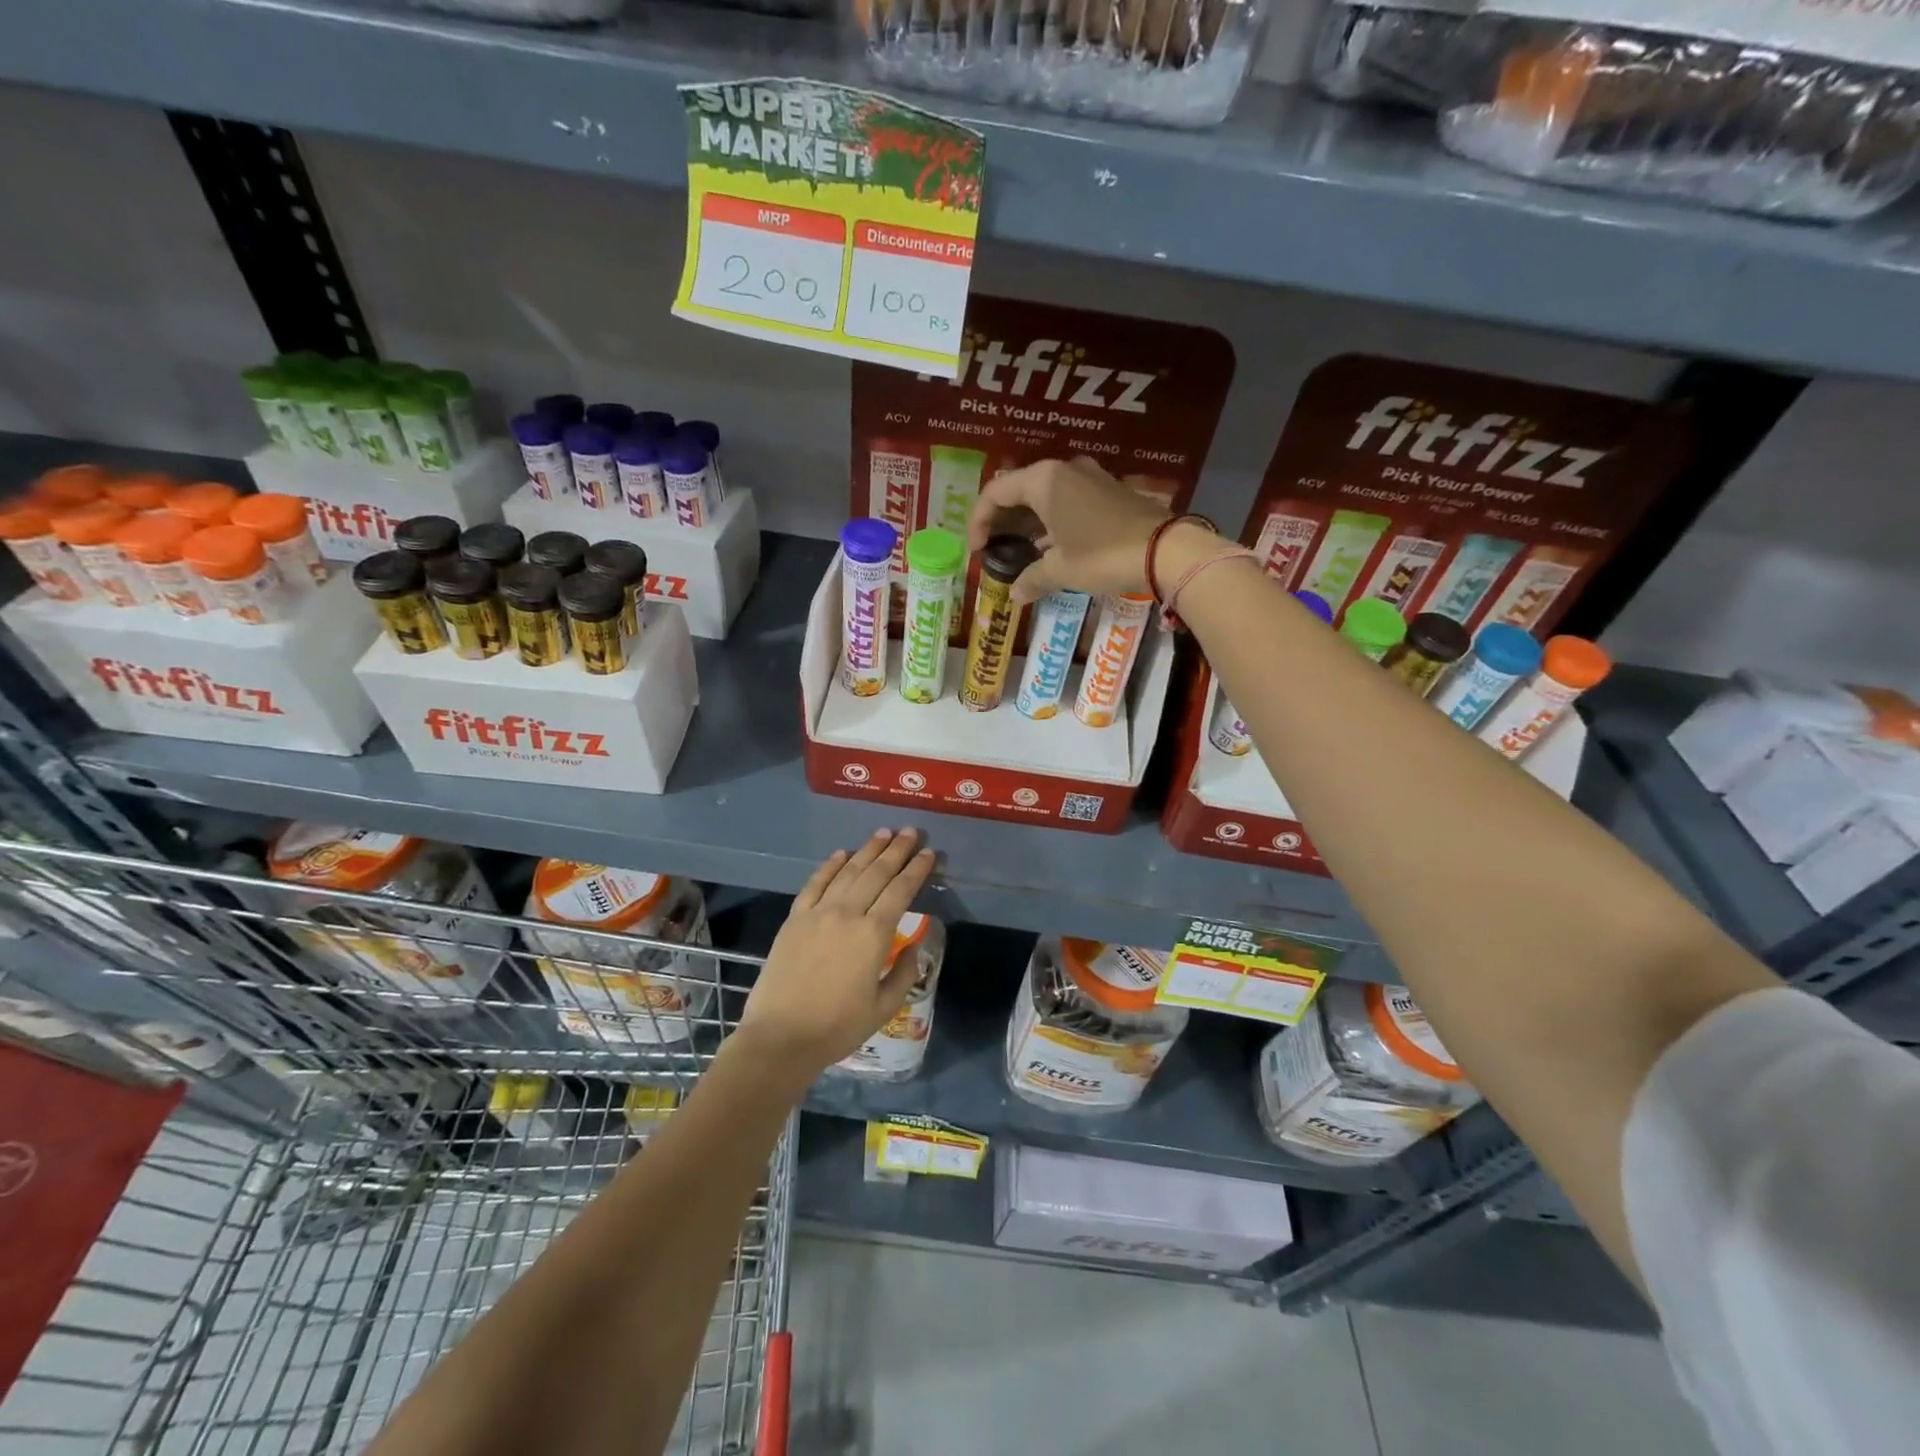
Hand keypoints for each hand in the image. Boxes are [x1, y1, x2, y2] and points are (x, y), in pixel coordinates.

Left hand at [736, 829, 934, 1078]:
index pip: (901, 891)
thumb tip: (914, 946)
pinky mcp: (795, 918)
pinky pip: (815, 883)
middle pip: (876, 873)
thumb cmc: (838, 1027)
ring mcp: (818, 913)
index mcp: (874, 935)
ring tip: (883, 833)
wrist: (781, 1037)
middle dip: (896, 850)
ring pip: (848, 871)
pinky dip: (830, 865)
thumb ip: (904, 972)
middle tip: (910, 831)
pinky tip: (842, 854)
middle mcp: (848, 914)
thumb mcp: (884, 1007)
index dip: (917, 870)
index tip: (929, 853)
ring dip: (867, 850)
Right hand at [967, 457, 1179, 604]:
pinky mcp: (1107, 489)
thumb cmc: (1104, 555)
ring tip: (1019, 550)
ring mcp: (1088, 476)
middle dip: (1001, 519)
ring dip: (1026, 520)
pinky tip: (1049, 545)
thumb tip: (1015, 595)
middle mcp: (1063, 470)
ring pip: (1043, 494)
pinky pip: (1065, 498)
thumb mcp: (1062, 570)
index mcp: (1043, 481)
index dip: (979, 521)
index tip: (977, 550)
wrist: (1167, 550)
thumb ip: (1032, 578)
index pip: (995, 492)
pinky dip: (1050, 518)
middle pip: (1018, 489)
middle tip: (993, 548)